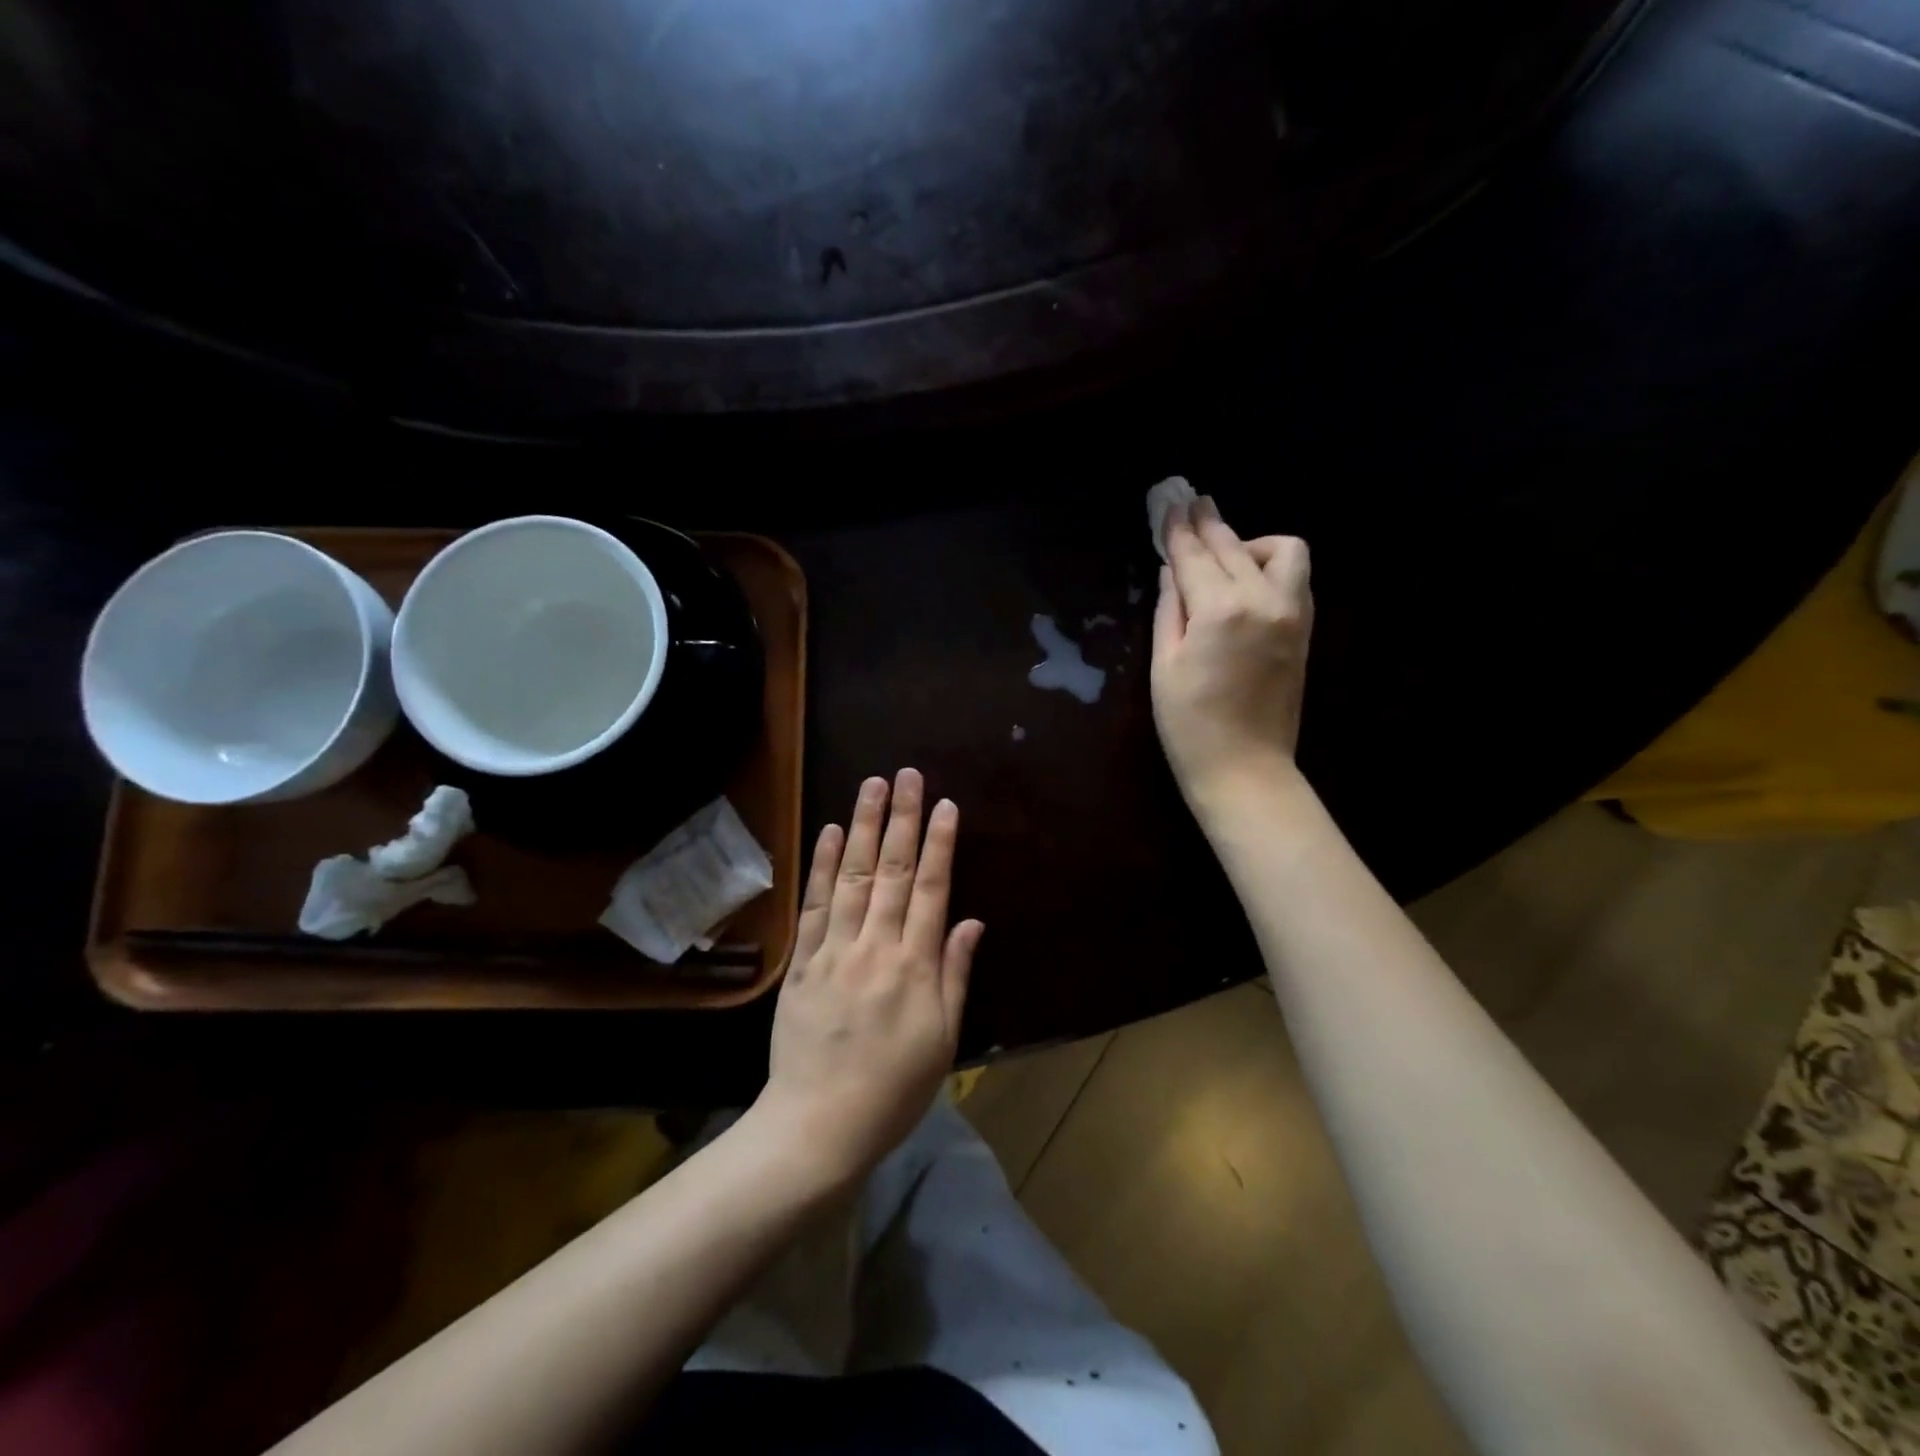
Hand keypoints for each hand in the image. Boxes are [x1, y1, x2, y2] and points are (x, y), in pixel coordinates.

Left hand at [753, 769, 983, 1187]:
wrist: (818, 1126)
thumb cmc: (893, 1089)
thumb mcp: (942, 1040)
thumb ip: (955, 974)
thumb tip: (971, 921)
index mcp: (915, 966)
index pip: (932, 889)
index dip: (940, 844)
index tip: (946, 805)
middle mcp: (876, 946)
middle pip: (894, 871)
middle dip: (904, 819)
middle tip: (908, 774)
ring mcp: (834, 950)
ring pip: (855, 876)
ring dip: (866, 826)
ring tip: (872, 785)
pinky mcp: (802, 962)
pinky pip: (815, 905)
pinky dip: (823, 865)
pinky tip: (832, 831)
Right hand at [1152, 495, 1313, 811]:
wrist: (1246, 769)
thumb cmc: (1189, 725)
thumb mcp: (1164, 665)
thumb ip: (1170, 609)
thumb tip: (1173, 571)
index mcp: (1220, 610)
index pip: (1194, 557)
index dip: (1178, 531)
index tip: (1169, 506)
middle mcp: (1262, 600)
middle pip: (1233, 547)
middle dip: (1208, 524)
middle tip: (1190, 504)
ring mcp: (1291, 613)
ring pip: (1281, 551)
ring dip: (1250, 543)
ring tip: (1224, 554)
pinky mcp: (1303, 629)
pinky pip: (1294, 577)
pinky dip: (1270, 566)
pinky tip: (1246, 579)